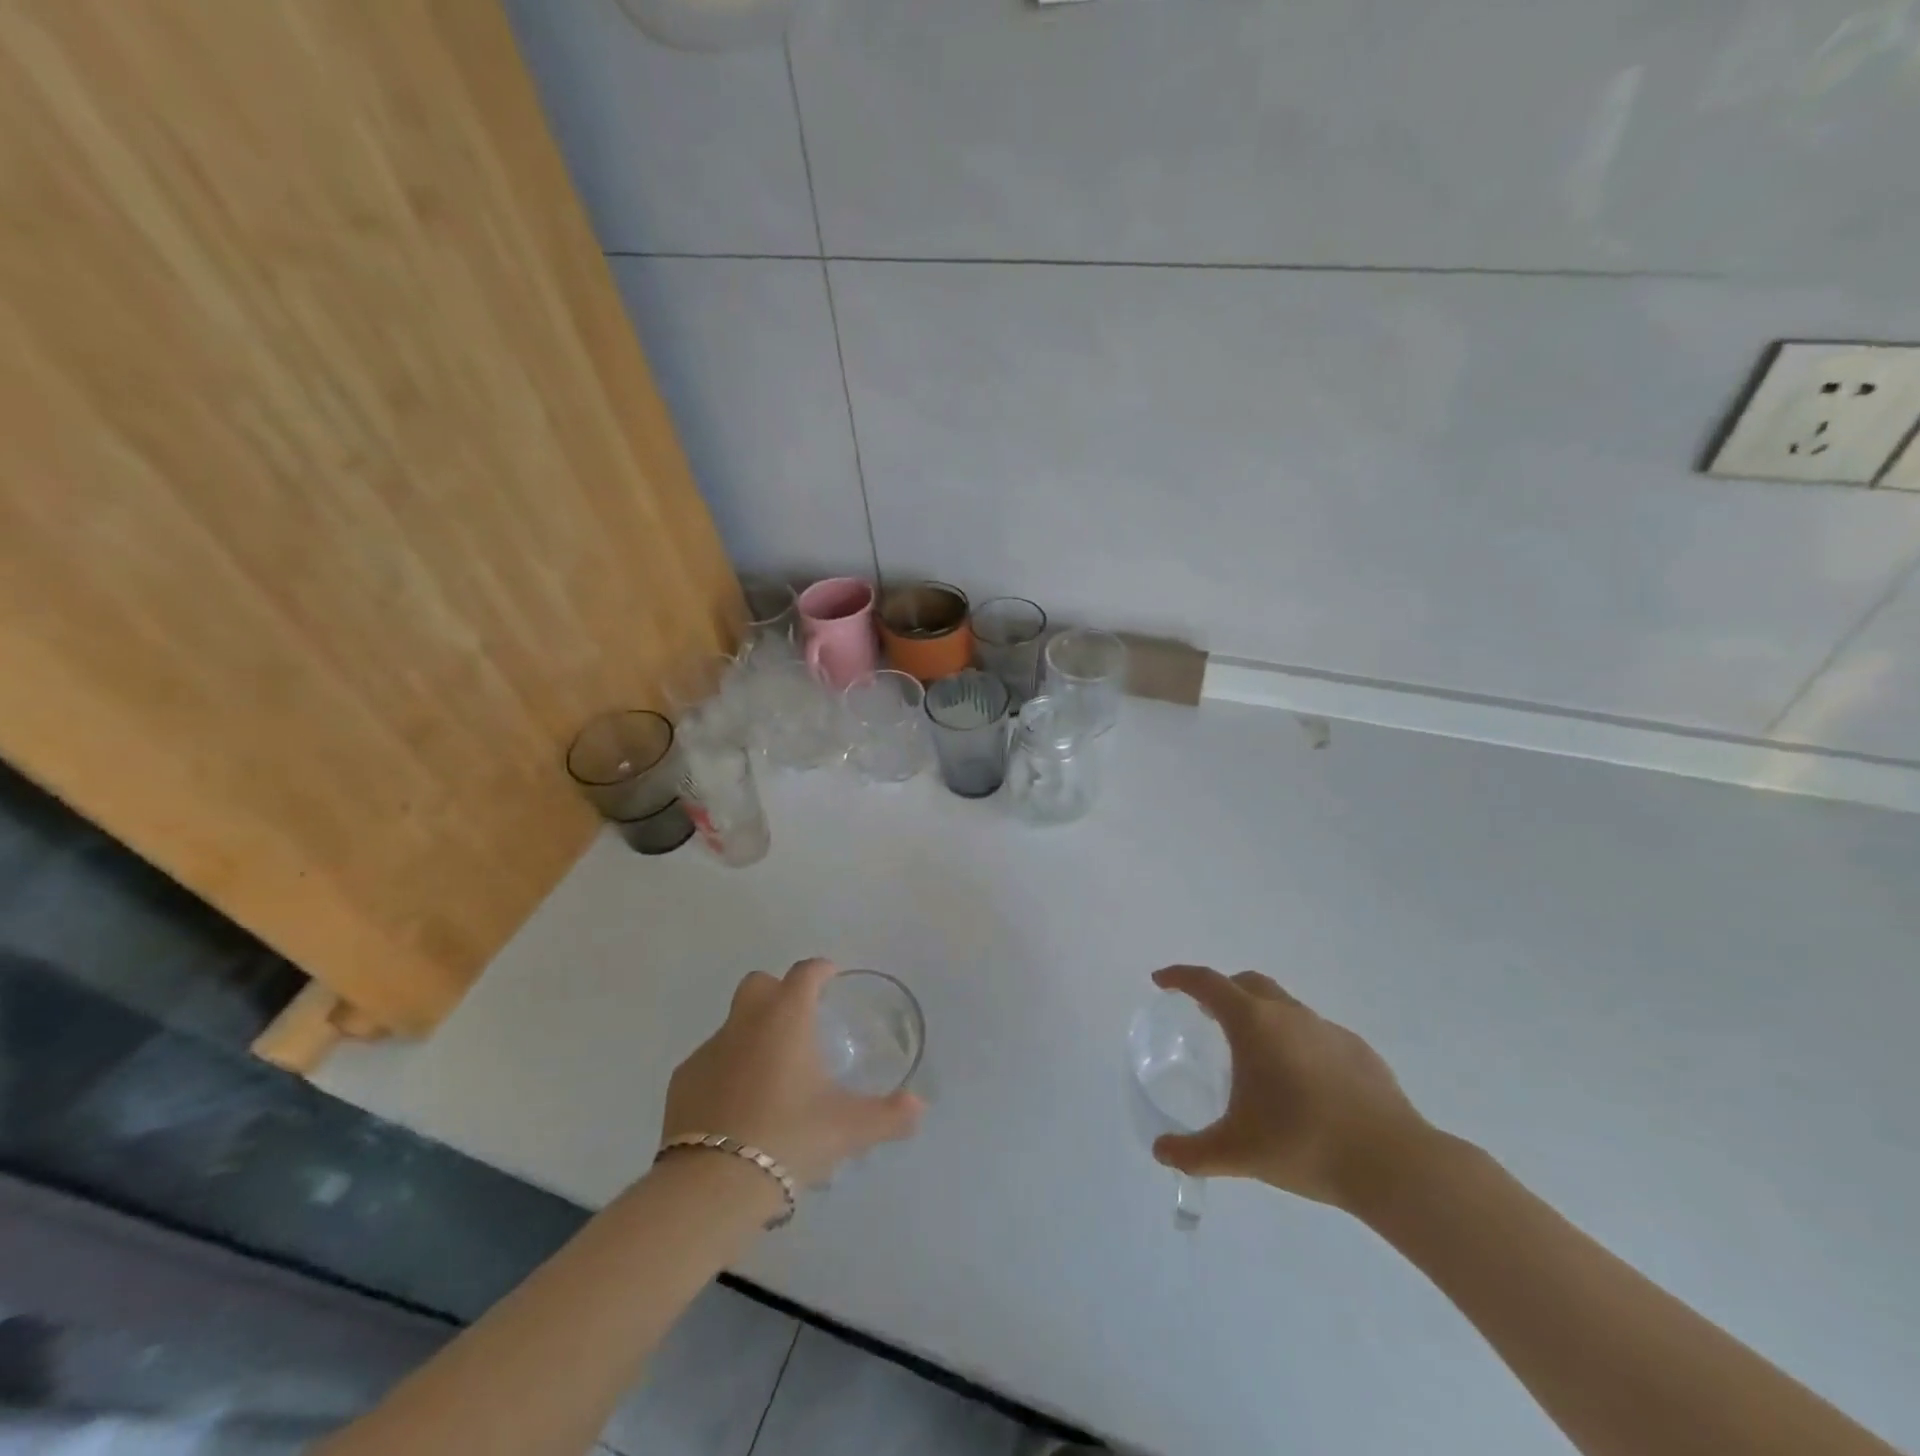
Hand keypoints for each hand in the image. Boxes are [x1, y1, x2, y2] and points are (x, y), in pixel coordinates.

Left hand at [661, 958, 923, 1187]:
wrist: (713, 1185)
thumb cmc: (790, 1137)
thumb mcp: (849, 1129)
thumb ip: (889, 1115)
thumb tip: (919, 1108)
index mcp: (786, 1017)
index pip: (805, 973)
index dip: (821, 970)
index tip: (831, 978)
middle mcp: (745, 1022)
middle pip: (759, 983)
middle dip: (778, 992)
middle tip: (799, 1023)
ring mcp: (708, 1050)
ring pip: (733, 1024)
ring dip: (751, 1035)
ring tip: (771, 1076)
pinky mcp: (682, 1081)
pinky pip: (710, 1062)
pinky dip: (726, 1071)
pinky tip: (738, 1106)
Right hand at [1150, 965, 1432, 1213]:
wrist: (1393, 1164)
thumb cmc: (1302, 1144)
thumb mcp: (1236, 1152)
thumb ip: (1193, 1151)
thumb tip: (1161, 1152)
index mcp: (1253, 1023)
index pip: (1207, 983)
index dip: (1180, 977)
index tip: (1162, 980)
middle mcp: (1289, 1014)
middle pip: (1248, 983)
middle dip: (1222, 990)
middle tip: (1206, 1013)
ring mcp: (1328, 1030)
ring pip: (1284, 1007)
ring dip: (1262, 1016)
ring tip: (1255, 1055)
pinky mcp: (1359, 1051)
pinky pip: (1316, 1034)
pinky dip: (1297, 1043)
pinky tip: (1302, 1083)